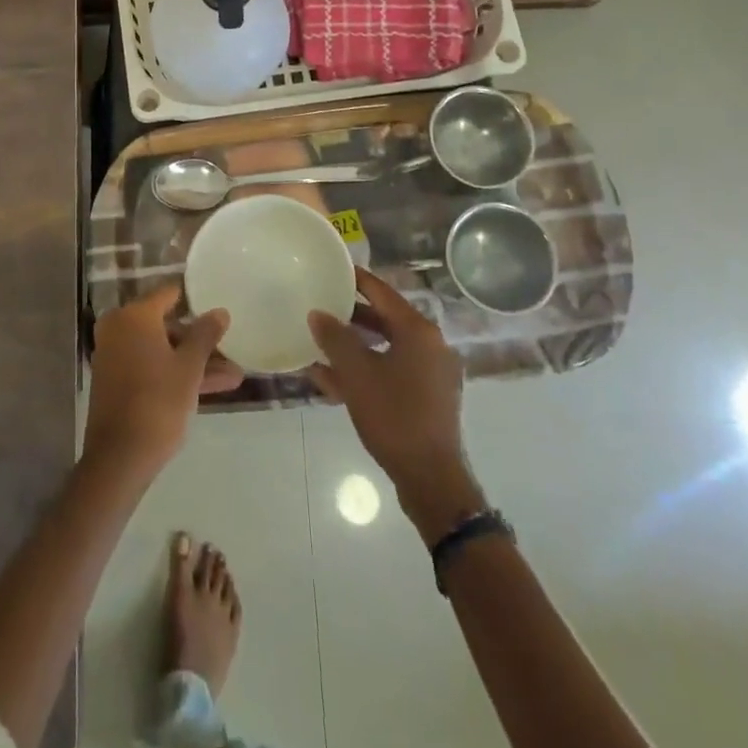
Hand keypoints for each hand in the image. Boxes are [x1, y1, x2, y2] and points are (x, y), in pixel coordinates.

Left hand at [84, 288, 240, 481]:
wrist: (120, 457)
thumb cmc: (158, 402)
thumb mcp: (189, 368)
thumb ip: (205, 335)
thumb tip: (220, 311)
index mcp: (134, 316)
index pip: (168, 294)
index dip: (194, 300)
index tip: (217, 307)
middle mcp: (119, 327)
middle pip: (165, 325)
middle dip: (199, 340)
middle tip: (230, 350)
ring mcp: (114, 354)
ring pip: (161, 349)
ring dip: (193, 361)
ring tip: (233, 376)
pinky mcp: (115, 380)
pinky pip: (149, 365)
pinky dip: (174, 372)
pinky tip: (210, 388)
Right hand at [308, 270, 482, 540]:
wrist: (431, 478)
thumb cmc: (395, 416)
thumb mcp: (357, 374)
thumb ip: (335, 338)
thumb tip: (317, 313)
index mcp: (418, 331)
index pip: (382, 291)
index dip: (355, 279)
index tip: (331, 268)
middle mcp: (430, 345)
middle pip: (384, 318)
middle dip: (350, 314)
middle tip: (320, 304)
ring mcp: (431, 373)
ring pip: (385, 347)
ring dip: (354, 345)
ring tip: (320, 341)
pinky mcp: (426, 397)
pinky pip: (390, 370)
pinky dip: (365, 368)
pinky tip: (330, 377)